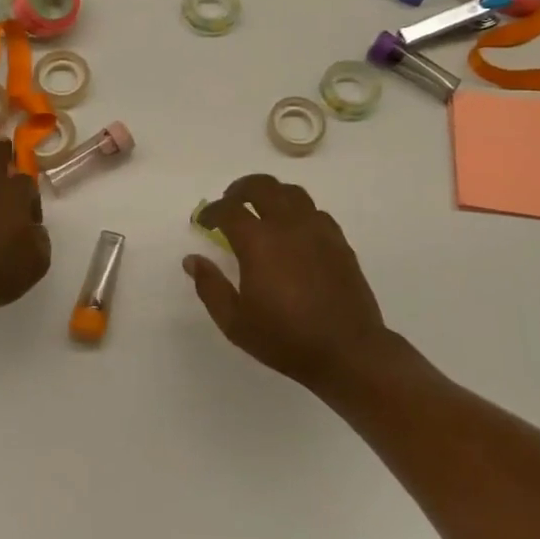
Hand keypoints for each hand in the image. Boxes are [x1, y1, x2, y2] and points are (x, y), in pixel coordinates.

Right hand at [187, 173, 391, 390]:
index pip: (229, 209)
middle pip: (262, 186)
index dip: (211, 211)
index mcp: (258, 242)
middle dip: (240, 189)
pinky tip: (293, 230)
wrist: (347, 351)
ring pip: (292, 192)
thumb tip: (192, 260)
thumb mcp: (235, 322)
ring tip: (262, 208)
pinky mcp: (339, 241)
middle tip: (230, 202)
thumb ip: (210, 287)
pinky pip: (315, 212)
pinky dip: (298, 211)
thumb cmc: (285, 339)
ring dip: (271, 193)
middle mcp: (288, 226)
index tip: (203, 221)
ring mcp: (317, 230)